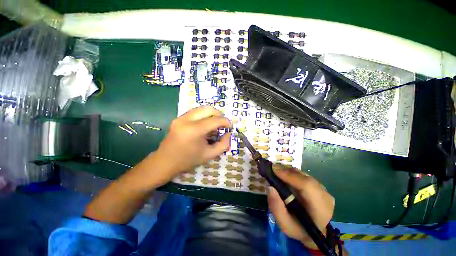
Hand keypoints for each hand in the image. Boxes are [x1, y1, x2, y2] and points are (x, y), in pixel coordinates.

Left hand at [154, 106, 231, 176]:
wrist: (165, 162)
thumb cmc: (188, 160)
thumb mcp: (209, 155)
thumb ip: (223, 144)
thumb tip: (228, 134)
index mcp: (195, 130)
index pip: (215, 120)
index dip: (226, 122)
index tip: (230, 127)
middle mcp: (186, 120)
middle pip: (208, 109)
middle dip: (219, 115)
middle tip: (222, 124)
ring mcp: (180, 117)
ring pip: (201, 108)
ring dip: (211, 114)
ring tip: (214, 124)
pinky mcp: (178, 118)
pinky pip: (195, 112)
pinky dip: (203, 115)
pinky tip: (204, 125)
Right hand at [267, 165, 334, 248]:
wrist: (314, 232)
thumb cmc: (299, 229)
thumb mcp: (285, 225)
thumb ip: (277, 208)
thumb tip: (270, 187)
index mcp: (320, 209)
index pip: (307, 186)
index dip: (290, 176)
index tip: (274, 170)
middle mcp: (325, 196)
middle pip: (304, 177)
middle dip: (286, 171)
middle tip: (272, 169)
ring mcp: (323, 189)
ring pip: (303, 174)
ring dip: (288, 171)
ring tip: (276, 172)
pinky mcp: (319, 185)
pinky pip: (303, 175)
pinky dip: (292, 173)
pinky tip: (284, 176)